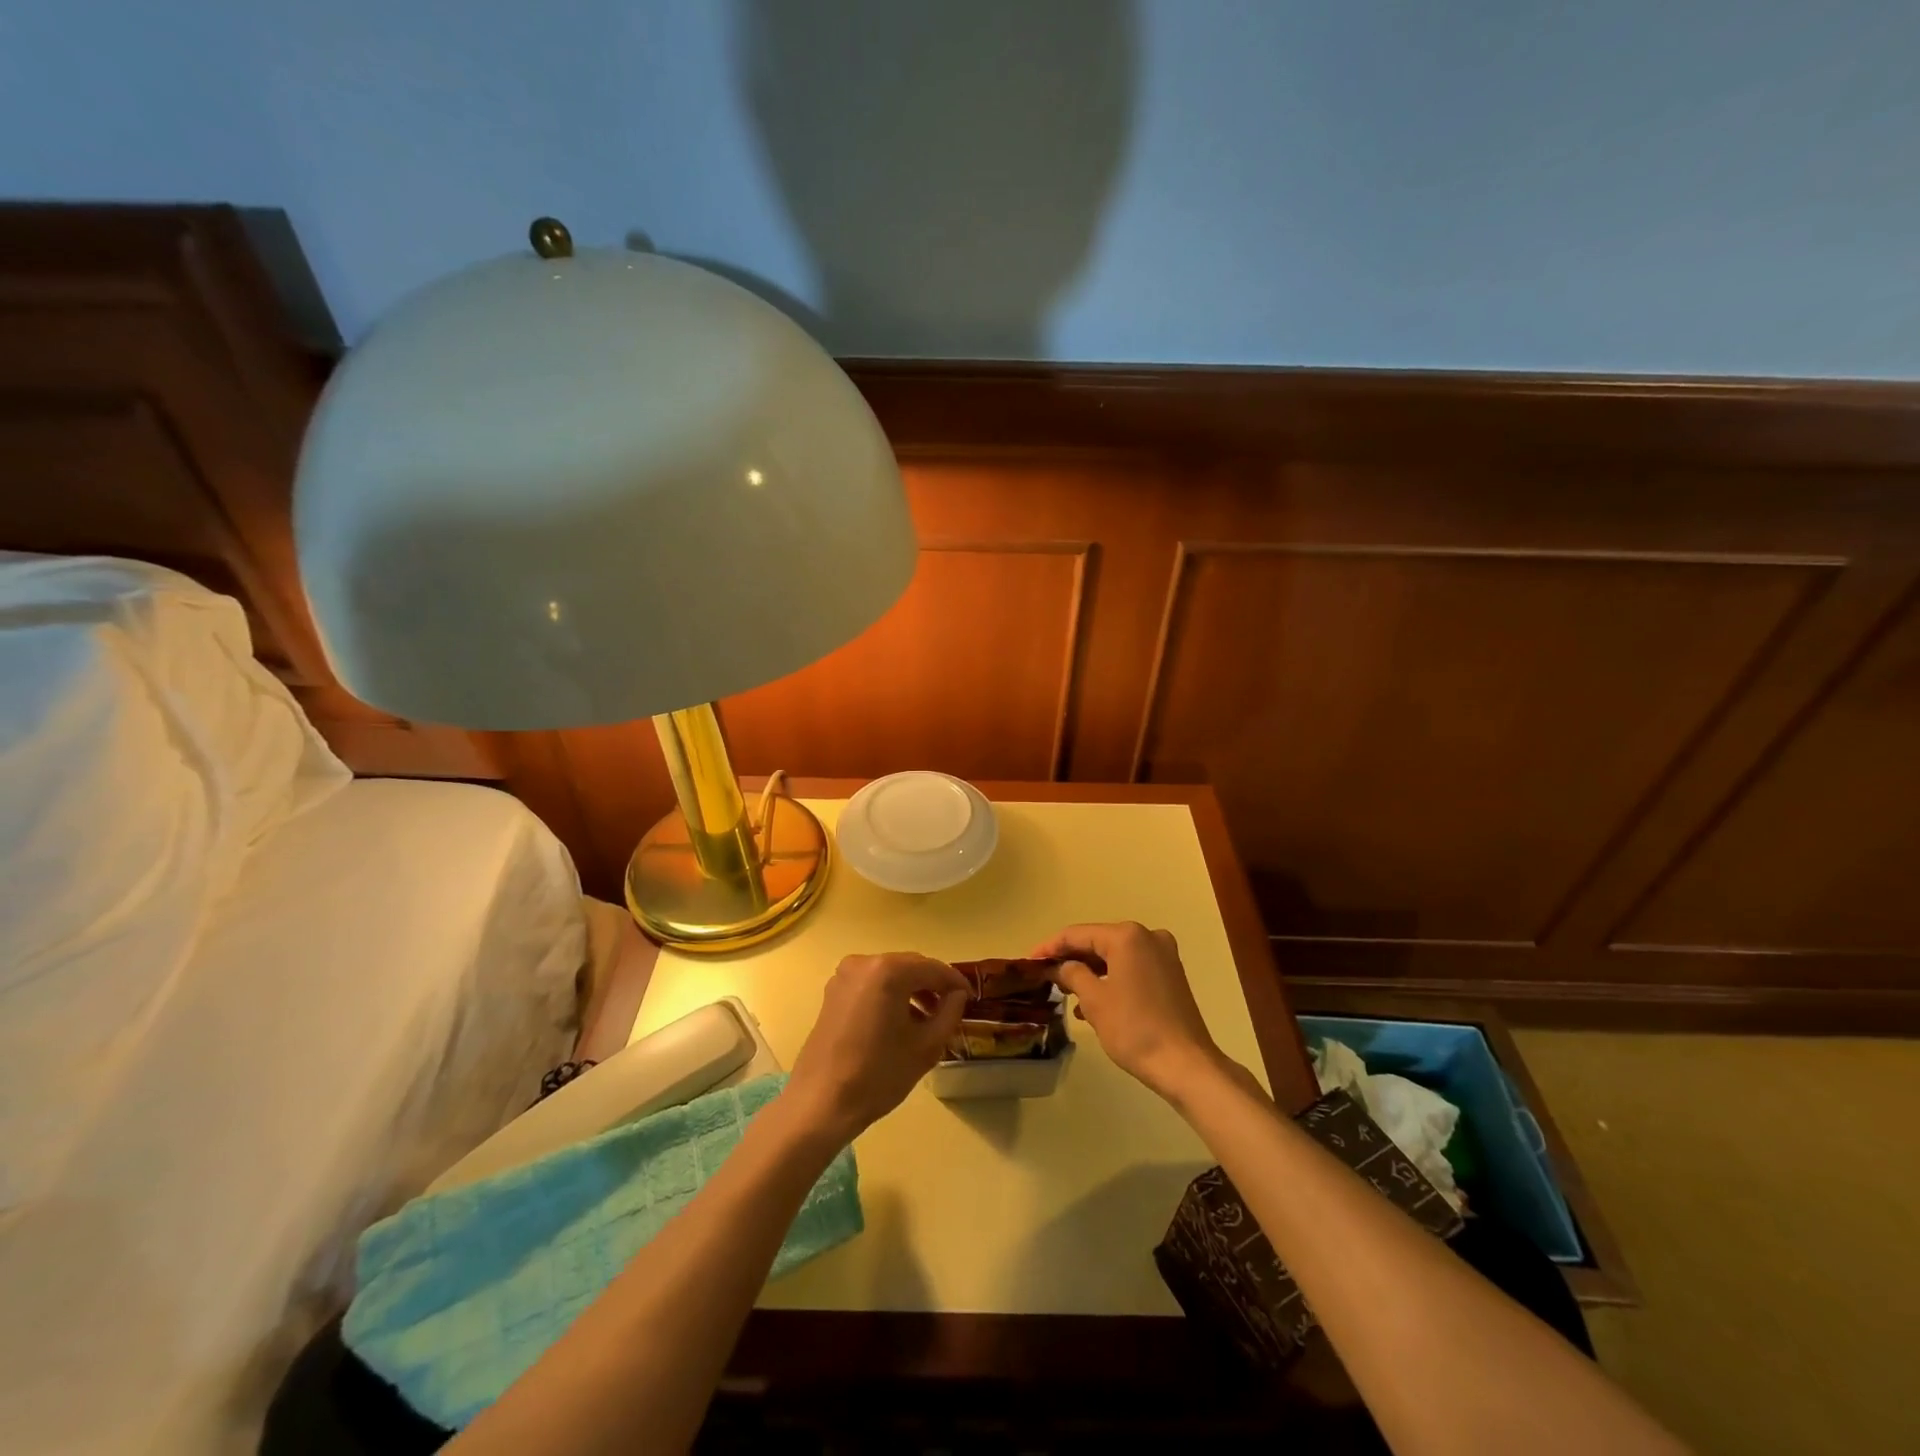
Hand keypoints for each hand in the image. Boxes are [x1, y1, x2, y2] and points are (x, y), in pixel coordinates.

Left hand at [783, 953, 968, 1143]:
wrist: (820, 1103)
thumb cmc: (878, 1075)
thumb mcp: (926, 1046)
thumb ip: (949, 1013)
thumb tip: (957, 995)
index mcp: (888, 971)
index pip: (933, 968)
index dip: (955, 982)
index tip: (971, 998)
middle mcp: (865, 962)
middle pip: (911, 967)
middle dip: (933, 985)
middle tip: (952, 1009)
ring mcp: (845, 975)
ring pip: (891, 975)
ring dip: (912, 991)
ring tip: (929, 1019)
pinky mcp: (834, 992)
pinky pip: (872, 985)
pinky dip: (890, 996)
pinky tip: (900, 1022)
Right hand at [1033, 922, 1226, 1099]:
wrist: (1186, 1065)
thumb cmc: (1134, 1029)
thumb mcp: (1094, 1000)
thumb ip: (1072, 974)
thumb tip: (1059, 966)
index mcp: (1127, 936)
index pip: (1078, 934)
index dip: (1050, 947)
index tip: (1029, 960)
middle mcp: (1148, 936)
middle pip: (1098, 942)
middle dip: (1071, 959)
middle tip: (1044, 975)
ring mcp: (1163, 955)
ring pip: (1115, 956)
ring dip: (1091, 971)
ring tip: (1065, 992)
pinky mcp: (1171, 975)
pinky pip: (1132, 968)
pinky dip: (1111, 979)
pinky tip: (1093, 1002)